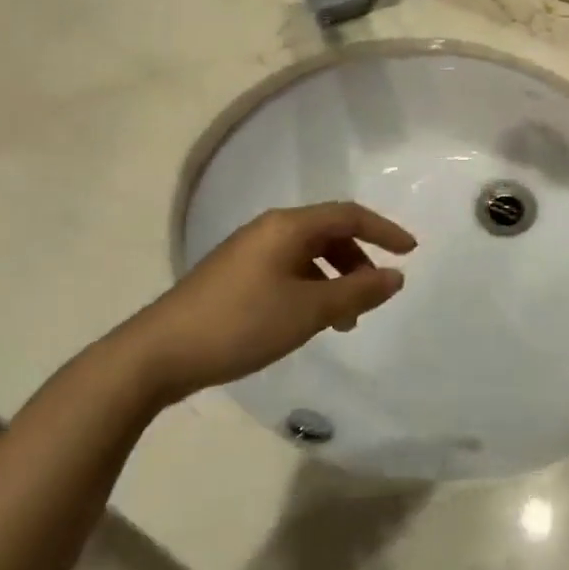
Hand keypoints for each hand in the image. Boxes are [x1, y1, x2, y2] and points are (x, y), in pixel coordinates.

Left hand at [119, 203, 416, 404]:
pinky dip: (310, 288)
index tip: (411, 251)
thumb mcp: (308, 311)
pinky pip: (288, 270)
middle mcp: (269, 229)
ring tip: (343, 321)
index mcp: (288, 226)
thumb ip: (357, 292)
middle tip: (375, 293)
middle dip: (358, 260)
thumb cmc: (241, 324)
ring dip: (335, 280)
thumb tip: (397, 276)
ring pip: (308, 255)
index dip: (384, 230)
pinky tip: (308, 321)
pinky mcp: (234, 275)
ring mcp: (248, 252)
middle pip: (328, 232)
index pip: (349, 215)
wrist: (157, 354)